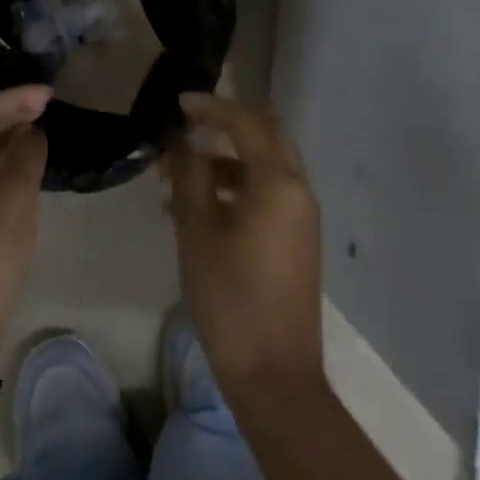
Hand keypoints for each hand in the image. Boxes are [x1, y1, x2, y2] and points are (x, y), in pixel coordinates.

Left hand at [0, 85, 50, 361]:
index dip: (14, 99)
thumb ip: (27, 155)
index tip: (49, 96)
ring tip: (41, 131)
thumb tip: (33, 133)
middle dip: (10, 115)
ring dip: (6, 140)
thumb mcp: (15, 198)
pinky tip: (24, 167)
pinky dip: (0, 166)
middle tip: (47, 108)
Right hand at [167, 93, 324, 400]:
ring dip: (226, 159)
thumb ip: (190, 175)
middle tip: (188, 124)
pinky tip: (197, 208)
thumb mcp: (198, 230)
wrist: (275, 375)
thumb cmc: (231, 297)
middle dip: (226, 124)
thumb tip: (184, 139)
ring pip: (265, 166)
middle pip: (266, 135)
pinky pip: (267, 194)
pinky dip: (236, 186)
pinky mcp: (296, 239)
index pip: (247, 123)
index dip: (212, 107)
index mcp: (279, 183)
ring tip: (178, 175)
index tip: (179, 104)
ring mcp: (301, 217)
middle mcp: (298, 190)